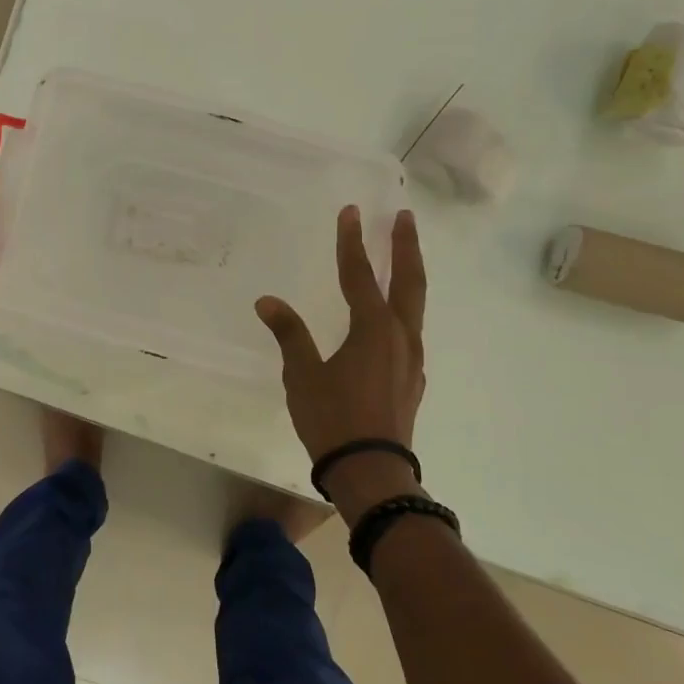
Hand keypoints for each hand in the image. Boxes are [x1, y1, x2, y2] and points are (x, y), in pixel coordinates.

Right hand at [256, 207, 428, 513]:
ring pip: (415, 306)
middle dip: (404, 247)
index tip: (351, 212)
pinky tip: (394, 319)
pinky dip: (405, 309)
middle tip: (404, 217)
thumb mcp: (302, 374)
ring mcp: (412, 359)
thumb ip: (290, 333)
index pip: (360, 275)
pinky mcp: (412, 379)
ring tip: (402, 259)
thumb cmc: (332, 419)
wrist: (371, 472)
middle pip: (408, 281)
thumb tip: (268, 301)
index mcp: (373, 330)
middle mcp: (400, 337)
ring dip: (409, 276)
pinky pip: (412, 331)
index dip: (352, 242)